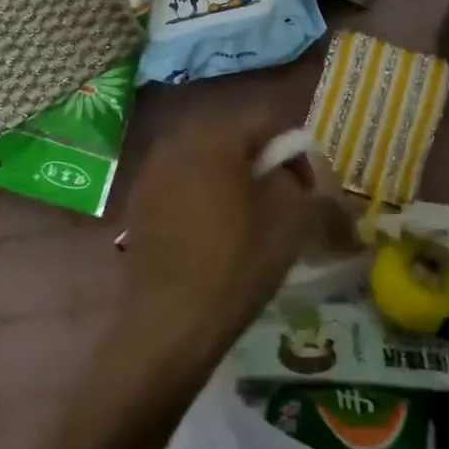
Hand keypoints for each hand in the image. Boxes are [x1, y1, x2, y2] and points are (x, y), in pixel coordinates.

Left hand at [118, 115, 316, 386]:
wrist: (167, 327)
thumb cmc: (235, 266)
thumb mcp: (291, 223)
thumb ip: (307, 186)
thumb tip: (302, 178)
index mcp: (214, 136)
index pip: (267, 121)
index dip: (296, 151)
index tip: (308, 188)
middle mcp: (176, 142)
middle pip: (235, 138)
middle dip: (264, 163)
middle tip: (285, 202)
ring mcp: (151, 172)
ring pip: (208, 162)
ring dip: (234, 181)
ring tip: (252, 220)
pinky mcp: (139, 203)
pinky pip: (184, 185)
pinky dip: (206, 197)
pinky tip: (217, 234)